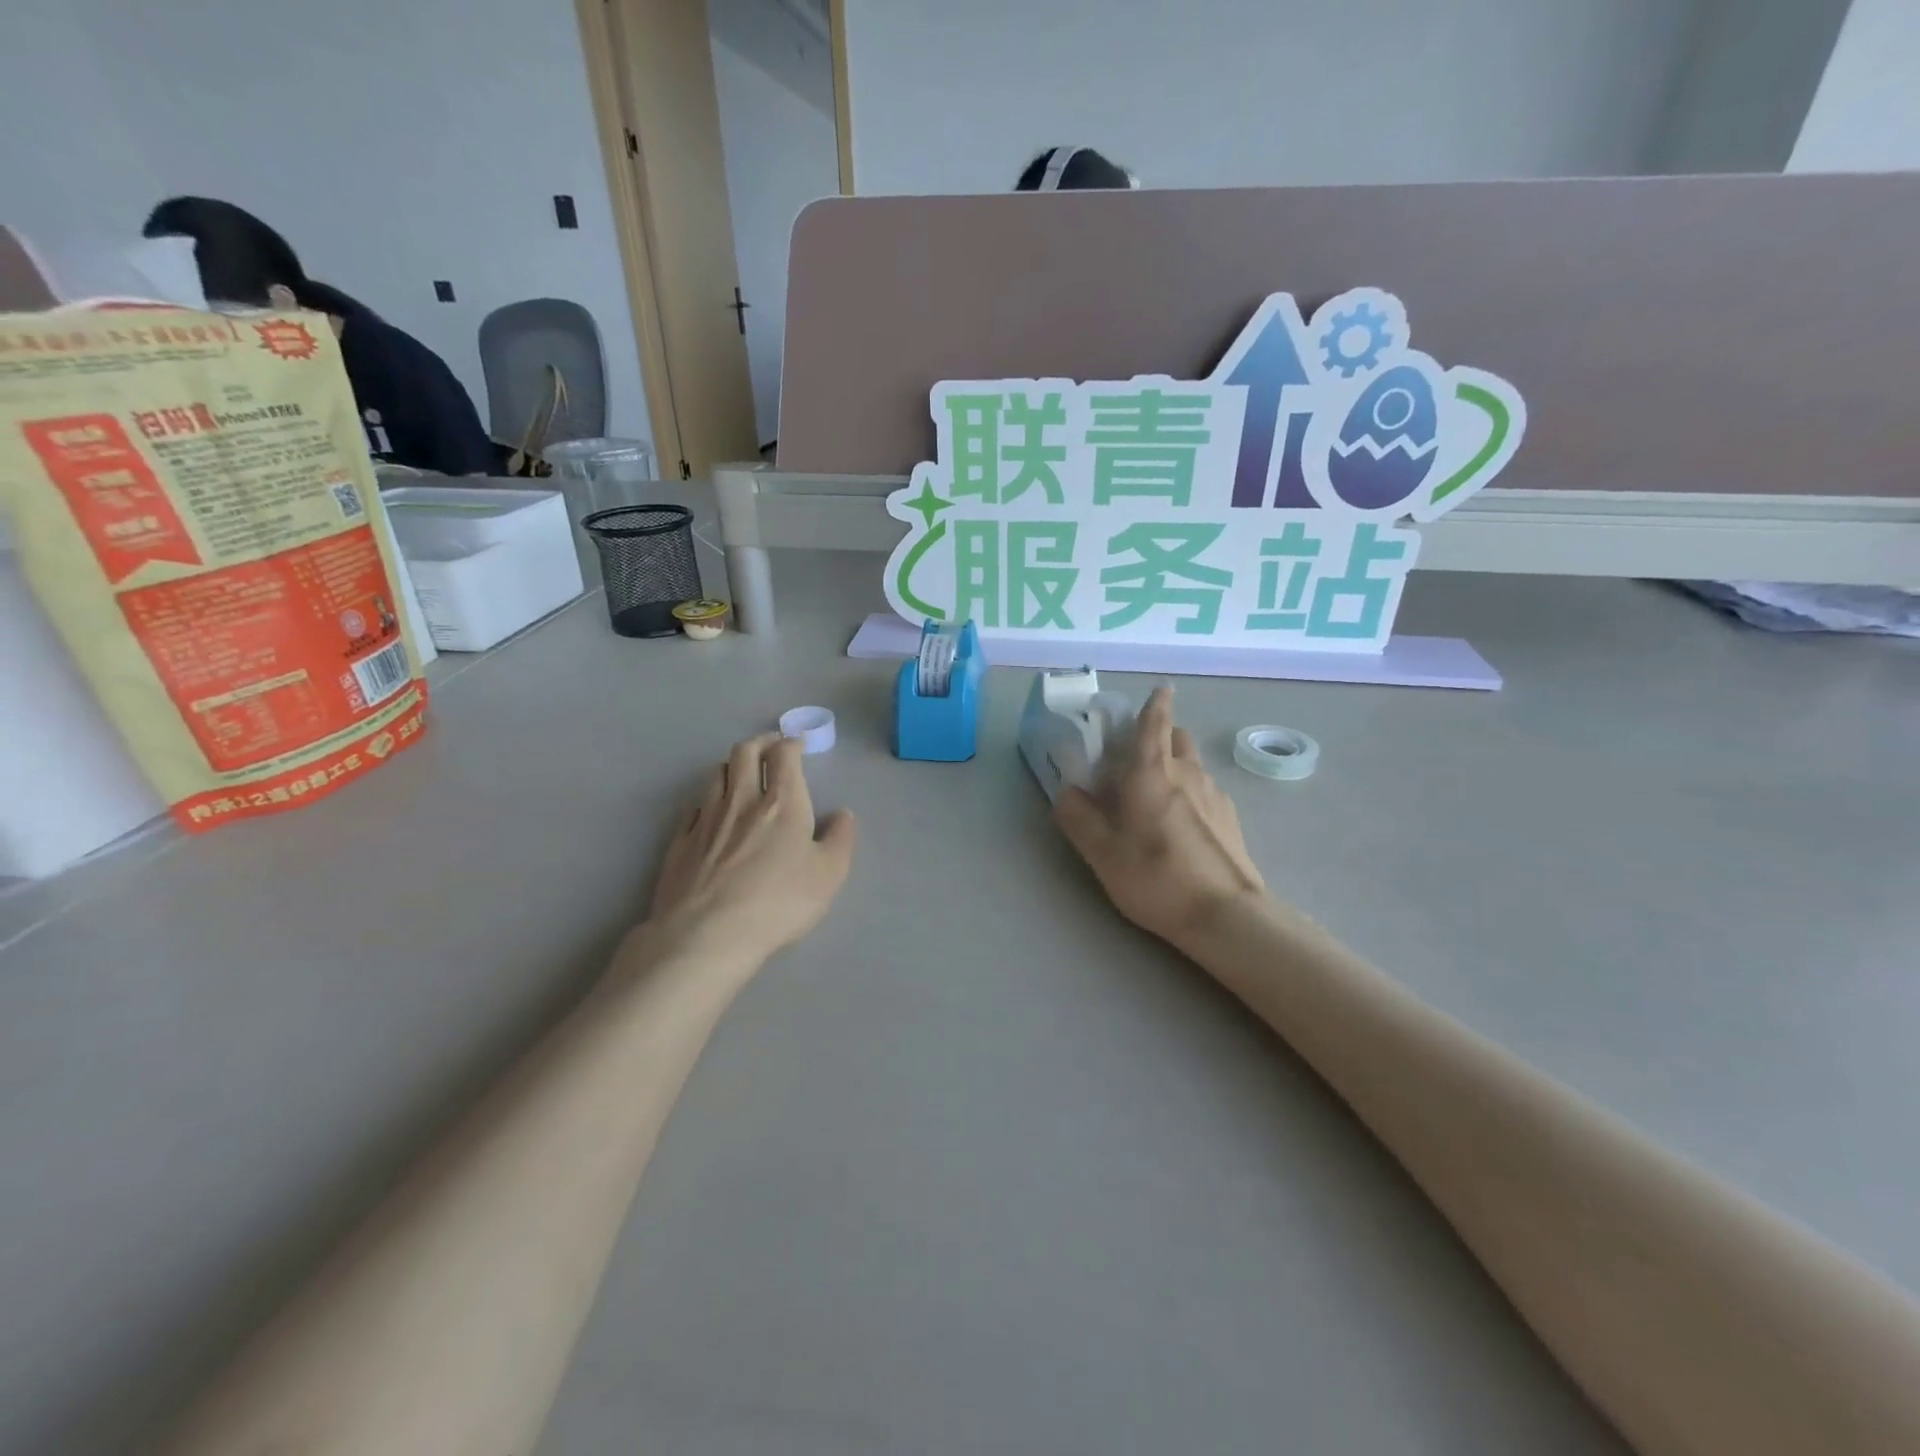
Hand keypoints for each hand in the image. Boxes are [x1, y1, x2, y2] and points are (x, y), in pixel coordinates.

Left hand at [643, 733, 856, 966]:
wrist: (706, 935)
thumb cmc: (778, 903)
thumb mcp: (829, 875)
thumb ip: (840, 839)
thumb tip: (843, 814)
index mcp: (782, 802)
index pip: (784, 755)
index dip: (791, 743)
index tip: (798, 745)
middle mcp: (741, 799)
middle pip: (744, 752)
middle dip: (760, 742)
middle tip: (771, 747)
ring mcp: (706, 818)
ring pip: (716, 774)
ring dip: (732, 766)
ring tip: (741, 774)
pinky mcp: (680, 841)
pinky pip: (693, 806)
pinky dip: (707, 800)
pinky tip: (711, 812)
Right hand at [1054, 686, 1266, 948]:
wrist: (1225, 915)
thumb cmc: (1155, 877)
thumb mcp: (1102, 852)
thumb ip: (1078, 818)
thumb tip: (1066, 792)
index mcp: (1151, 772)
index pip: (1154, 723)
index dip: (1156, 703)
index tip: (1161, 689)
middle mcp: (1187, 773)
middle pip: (1178, 738)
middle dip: (1161, 736)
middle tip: (1137, 758)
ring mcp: (1214, 795)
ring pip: (1193, 765)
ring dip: (1176, 766)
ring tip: (1156, 797)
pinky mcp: (1231, 819)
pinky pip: (1206, 791)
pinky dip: (1191, 794)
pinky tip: (1182, 826)